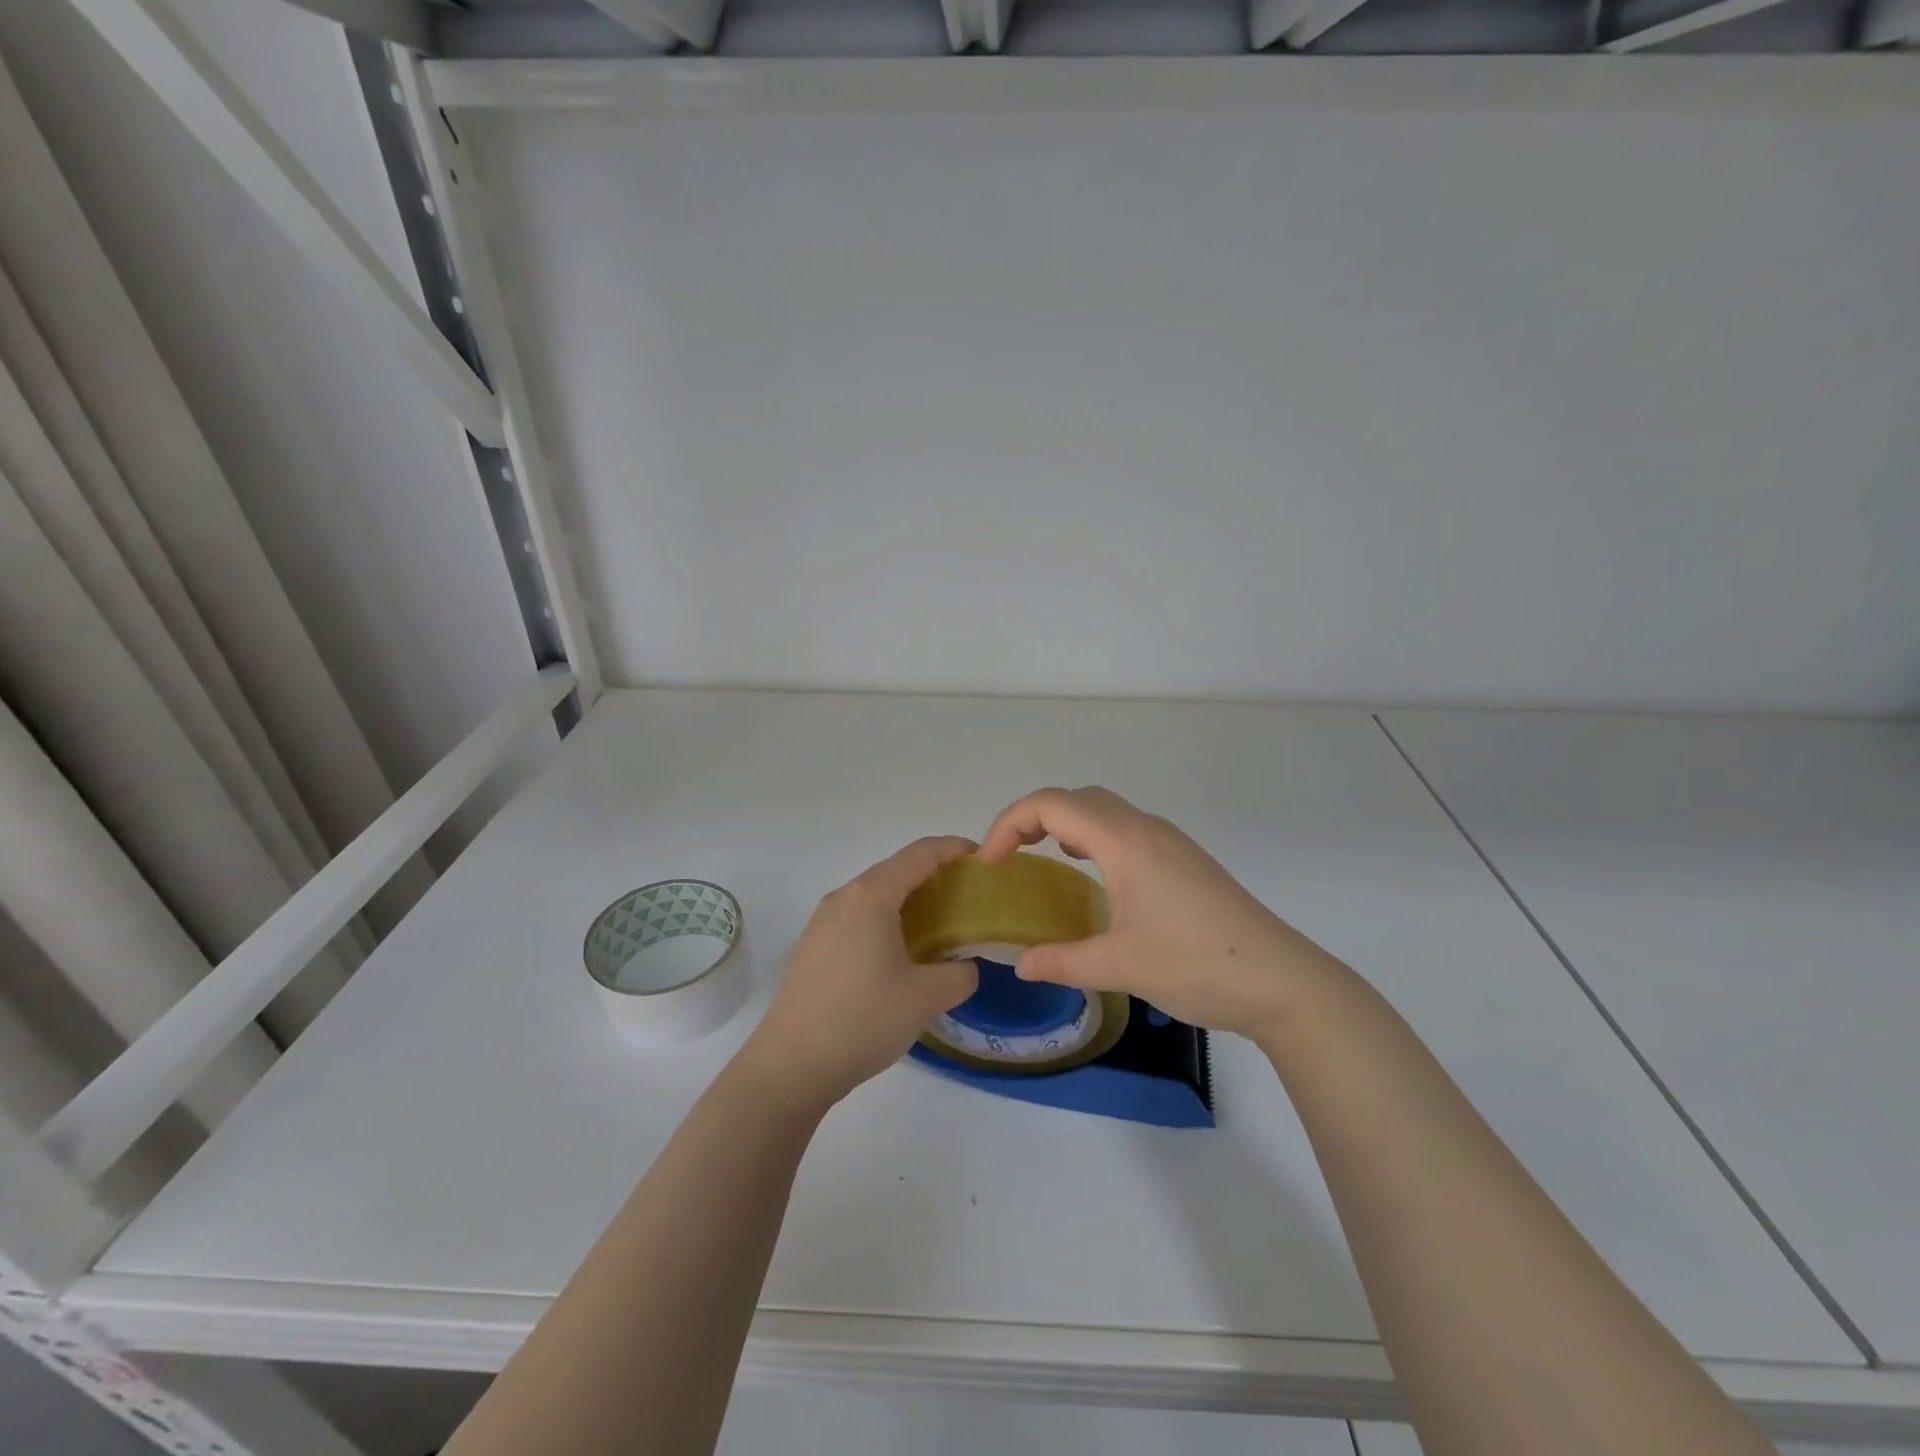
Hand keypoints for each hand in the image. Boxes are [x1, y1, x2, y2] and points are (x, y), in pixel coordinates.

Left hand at [738, 836, 980, 1108]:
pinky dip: (887, 920)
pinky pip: (859, 917)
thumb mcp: (926, 998)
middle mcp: (843, 897)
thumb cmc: (862, 1019)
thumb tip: (965, 966)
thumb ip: (960, 974)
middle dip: (935, 876)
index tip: (983, 859)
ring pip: (875, 895)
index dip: (954, 849)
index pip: (920, 853)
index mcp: (871, 896)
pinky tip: (902, 953)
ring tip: (941, 925)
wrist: (790, 1065)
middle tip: (969, 897)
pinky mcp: (813, 947)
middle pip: (896, 870)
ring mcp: (822, 922)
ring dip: (910, 900)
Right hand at [979, 787, 1341, 1042]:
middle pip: (1077, 797)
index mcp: (1125, 842)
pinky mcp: (1185, 860)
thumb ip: (1062, 962)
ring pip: (1105, 809)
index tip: (990, 862)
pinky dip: (1094, 835)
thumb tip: (1020, 965)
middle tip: (1009, 855)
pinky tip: (1095, 873)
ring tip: (1044, 855)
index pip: (1052, 804)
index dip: (1009, 823)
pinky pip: (1126, 828)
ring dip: (1066, 821)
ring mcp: (1171, 842)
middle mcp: (1146, 829)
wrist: (1282, 981)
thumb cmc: (1197, 965)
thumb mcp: (1120, 966)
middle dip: (1033, 815)